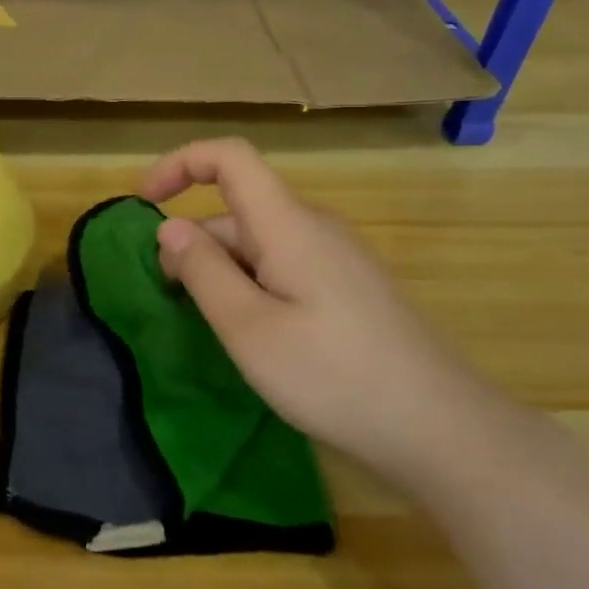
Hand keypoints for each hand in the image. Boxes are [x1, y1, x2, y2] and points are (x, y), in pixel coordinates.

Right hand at [142, 138, 506, 492]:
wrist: (444, 430)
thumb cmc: (334, 376)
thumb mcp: (248, 328)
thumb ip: (202, 271)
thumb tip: (170, 228)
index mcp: (288, 224)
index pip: (230, 158)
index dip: (180, 164)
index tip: (144, 203)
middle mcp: (314, 228)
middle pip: (239, 209)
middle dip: (193, 241)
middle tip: (170, 300)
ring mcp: (337, 259)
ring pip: (260, 244)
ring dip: (221, 271)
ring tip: (211, 328)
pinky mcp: (350, 289)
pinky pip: (284, 267)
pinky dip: (251, 286)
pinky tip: (254, 336)